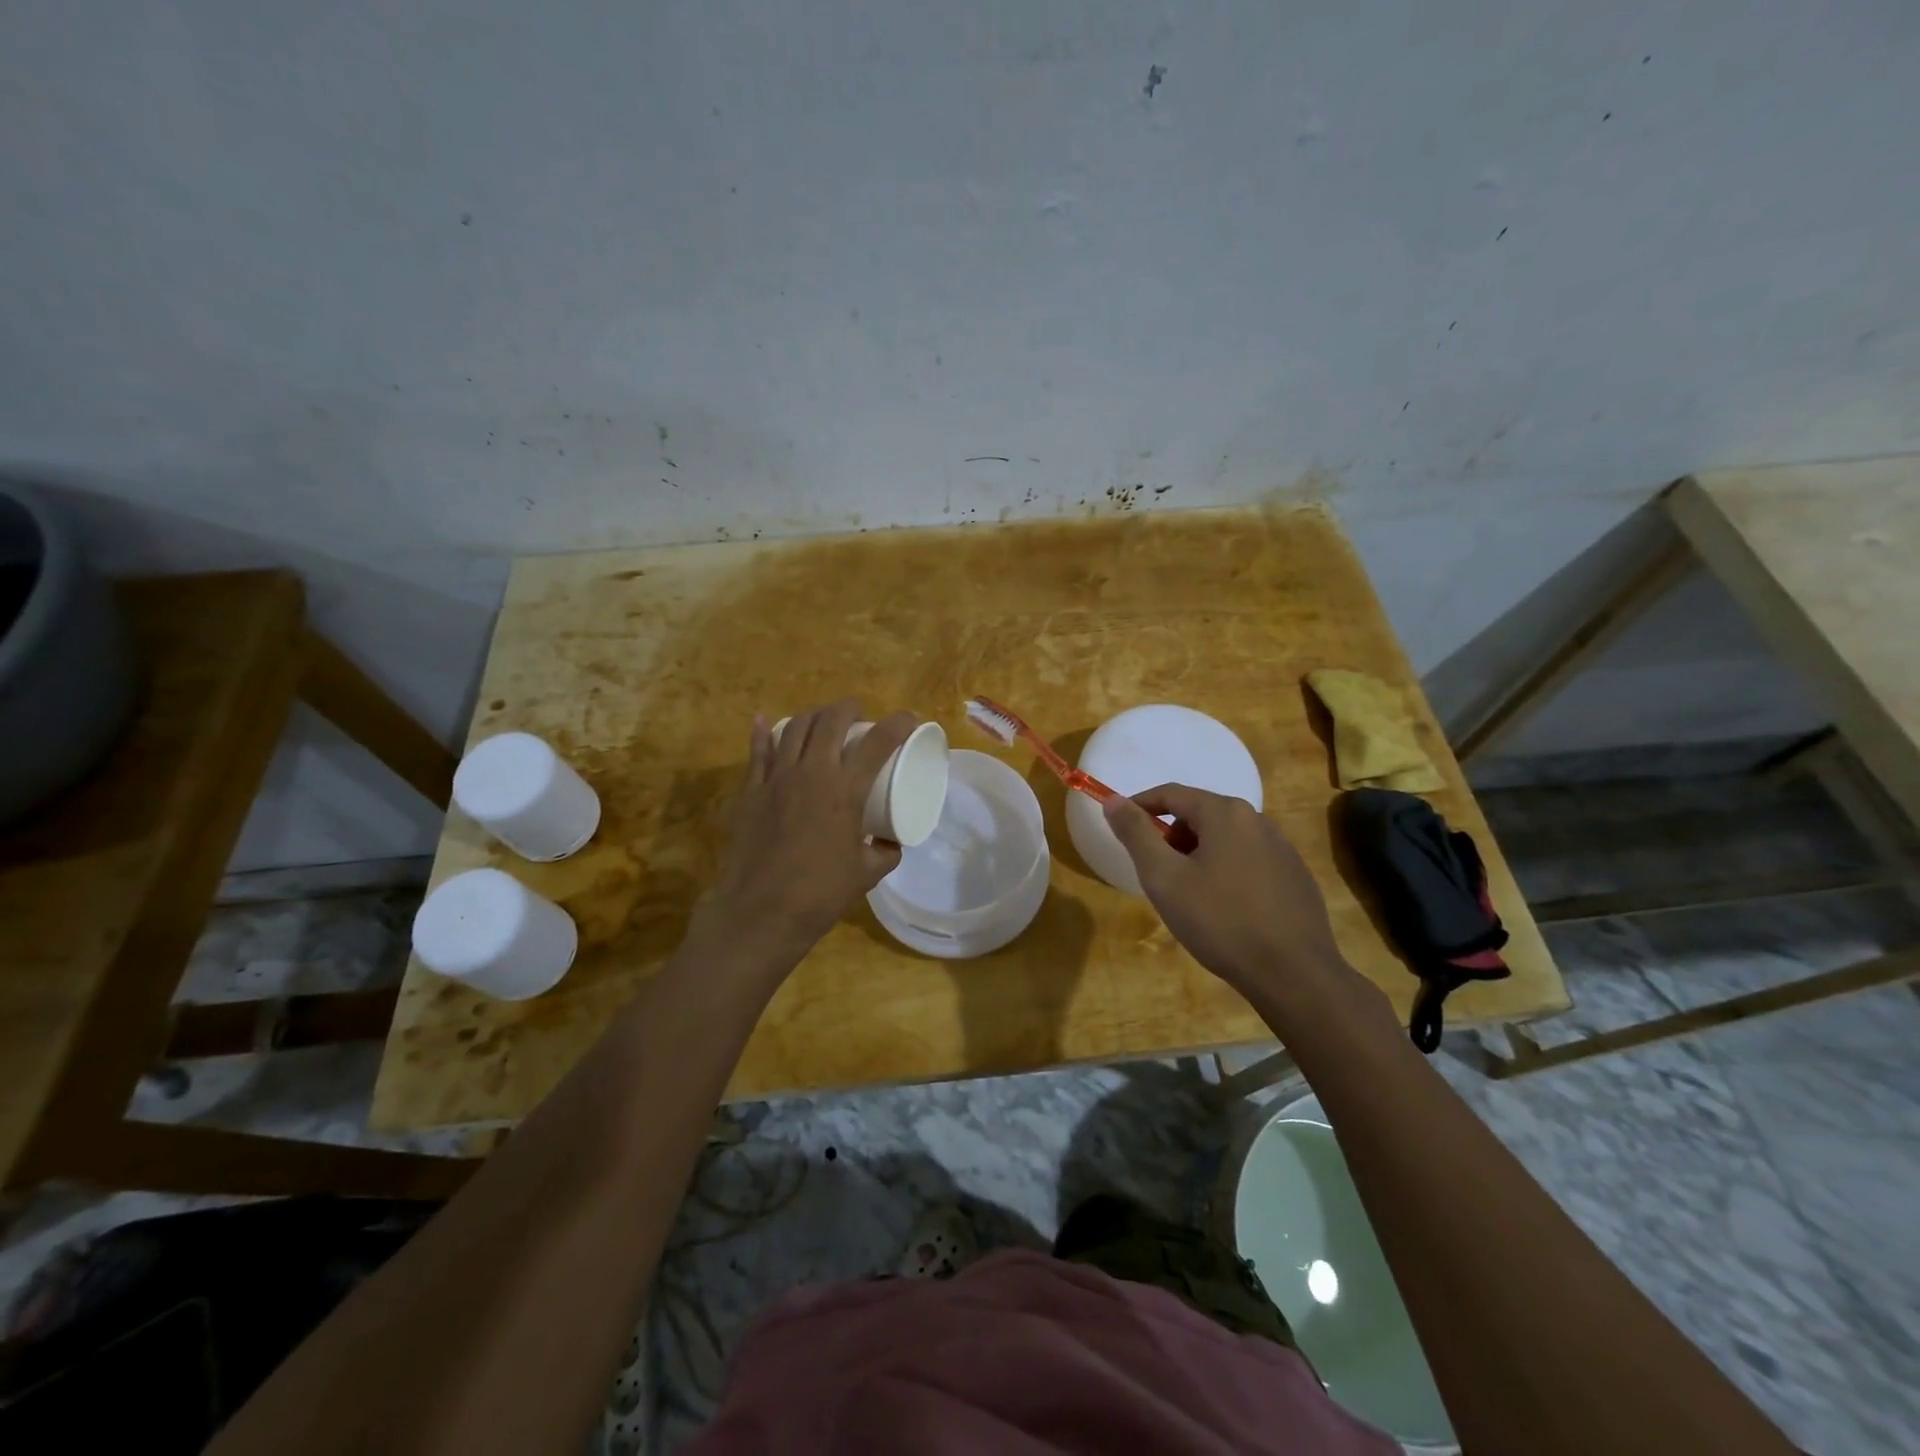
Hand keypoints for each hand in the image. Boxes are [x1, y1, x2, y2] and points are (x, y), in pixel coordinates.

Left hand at [705, 700, 915, 954]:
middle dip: (849, 708)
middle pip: (831, 720)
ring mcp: (777, 778)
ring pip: (796, 728)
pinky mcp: (751, 791)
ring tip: (823, 719)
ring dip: (814, 716)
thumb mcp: (867, 873)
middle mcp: (812, 772)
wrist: (762, 911)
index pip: (878, 741)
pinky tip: (766, 720)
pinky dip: (764, 732)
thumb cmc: (821, 893)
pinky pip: (757, 751)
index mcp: (846, 789)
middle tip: (859, 714)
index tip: (909, 719)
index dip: (898, 724)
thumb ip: (885, 851)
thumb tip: (889, 841)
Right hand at [1103, 784, 1352, 1002]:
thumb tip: (1113, 800)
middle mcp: (1257, 819)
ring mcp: (1282, 847)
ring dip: (1199, 854)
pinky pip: (1249, 859)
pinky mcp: (1296, 875)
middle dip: (1172, 835)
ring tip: (1190, 895)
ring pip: (1226, 838)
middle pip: (1200, 813)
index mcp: (1224, 812)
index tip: (1121, 827)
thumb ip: (1136, 834)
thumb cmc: (1220, 921)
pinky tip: (1226, 908)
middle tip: (1157, 872)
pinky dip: (1227, 870)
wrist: (1294, 973)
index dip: (1140, 806)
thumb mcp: (1164, 877)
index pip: (1171, 793)